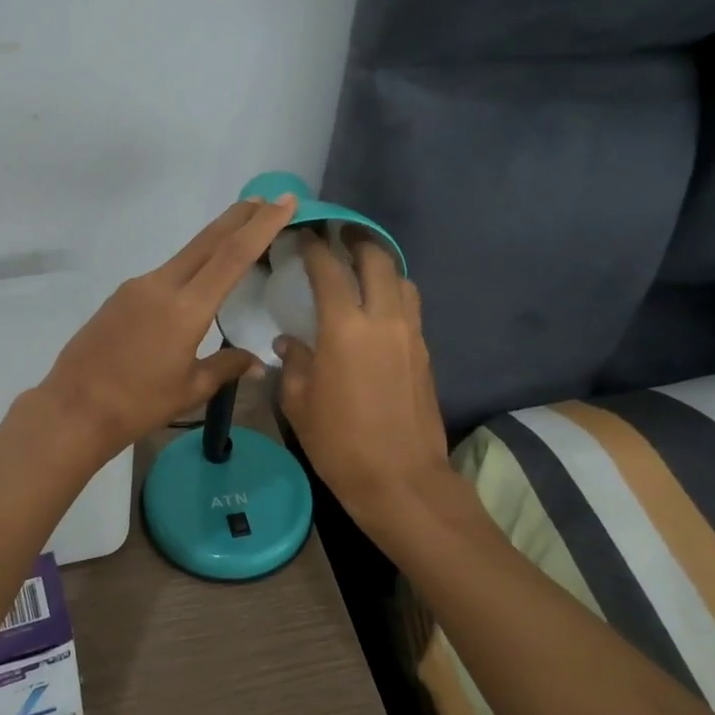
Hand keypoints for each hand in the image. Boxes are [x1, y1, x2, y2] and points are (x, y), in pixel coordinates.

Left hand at [40, 195, 298, 459]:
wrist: (74, 408)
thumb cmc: (138, 404)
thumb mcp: (191, 389)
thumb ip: (226, 367)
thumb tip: (256, 363)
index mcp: (186, 308)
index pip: (232, 256)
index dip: (262, 225)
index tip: (284, 201)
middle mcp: (161, 285)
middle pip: (208, 241)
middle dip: (240, 218)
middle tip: (267, 200)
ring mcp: (137, 287)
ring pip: (185, 255)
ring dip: (214, 241)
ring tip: (239, 235)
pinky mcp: (120, 296)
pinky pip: (165, 274)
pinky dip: (190, 267)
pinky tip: (197, 280)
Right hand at [275, 231, 450, 519]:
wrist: (401, 480)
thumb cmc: (339, 442)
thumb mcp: (299, 403)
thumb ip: (293, 362)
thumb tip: (289, 342)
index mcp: (345, 327)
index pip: (329, 270)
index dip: (314, 247)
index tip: (303, 235)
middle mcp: (383, 319)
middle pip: (377, 260)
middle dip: (358, 240)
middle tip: (340, 235)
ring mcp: (410, 335)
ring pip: (402, 280)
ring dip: (382, 265)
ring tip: (362, 268)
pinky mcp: (425, 353)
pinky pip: (410, 308)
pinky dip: (393, 294)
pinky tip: (377, 309)